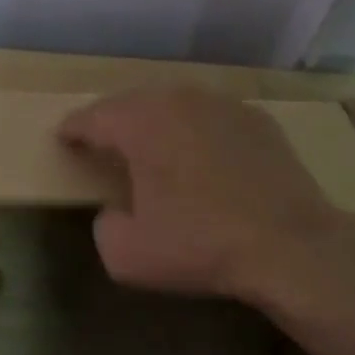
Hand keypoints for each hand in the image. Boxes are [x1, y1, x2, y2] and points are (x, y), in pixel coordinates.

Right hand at [57, 87, 352, 303]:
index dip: (73, 130)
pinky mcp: (260, 121)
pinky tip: (201, 158)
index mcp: (142, 123)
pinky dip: (197, 133)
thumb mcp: (126, 255)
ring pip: (176, 106)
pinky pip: (212, 119)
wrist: (290, 246)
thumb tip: (115, 211)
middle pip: (134, 103)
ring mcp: (226, 106)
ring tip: (150, 149)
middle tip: (103, 144)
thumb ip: (104, 226)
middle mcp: (182, 100)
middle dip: (114, 122)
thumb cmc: (200, 245)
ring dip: (157, 124)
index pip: (93, 117)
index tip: (64, 140)